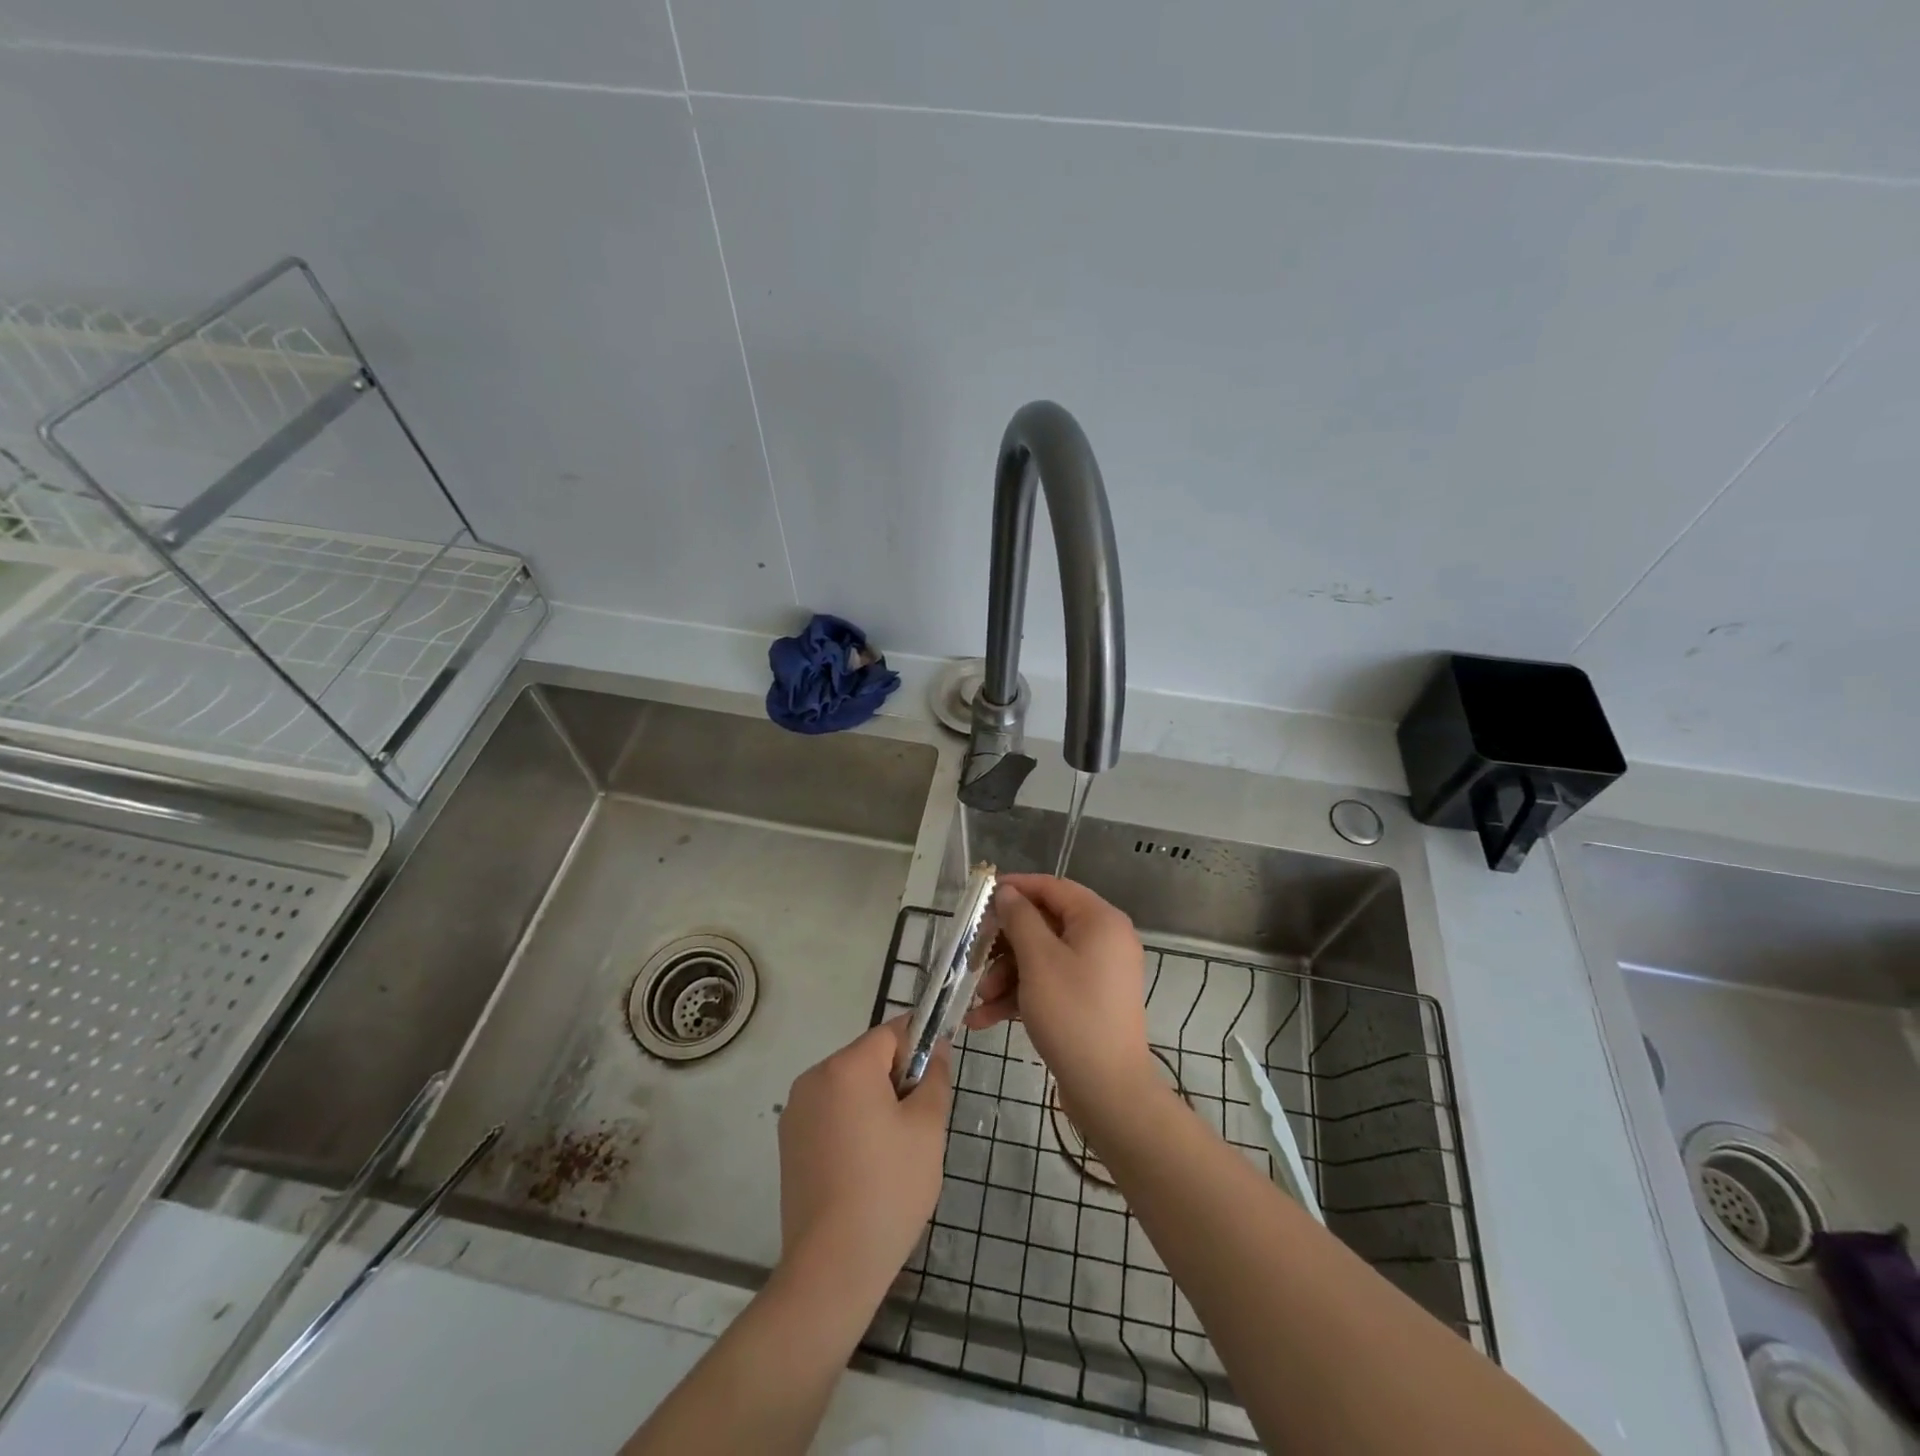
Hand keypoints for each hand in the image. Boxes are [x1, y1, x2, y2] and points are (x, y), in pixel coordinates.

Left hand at [776, 1018, 951, 1302]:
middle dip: (896, 1079)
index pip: (891, 1032)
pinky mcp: (789, 1142)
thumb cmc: (889, 1187)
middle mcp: (814, 1077)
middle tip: (918, 1126)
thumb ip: (935, 1077)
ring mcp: (796, 1111)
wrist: (832, 1266)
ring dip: (874, 1104)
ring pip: (849, 1087)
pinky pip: (830, 1114)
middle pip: (867, 1059)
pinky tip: (864, 1168)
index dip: (919, 1047)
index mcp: (847, 1066)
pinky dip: (851, 1125)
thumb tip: (935, 1049)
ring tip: (893, 1153)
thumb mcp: (928, 1127)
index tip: (936, 1079)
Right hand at [968, 874, 1153, 1107]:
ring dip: (1007, 975)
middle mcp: (1104, 940)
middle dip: (1005, 945)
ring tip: (981, 1000)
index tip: (982, 896)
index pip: (1053, 887)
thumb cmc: (1072, 1013)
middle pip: (1044, 925)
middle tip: (974, 956)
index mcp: (1100, 920)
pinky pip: (1050, 984)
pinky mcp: (1088, 1001)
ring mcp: (1097, 973)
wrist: (1108, 1090)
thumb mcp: (1038, 960)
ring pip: (1042, 958)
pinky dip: (1021, 996)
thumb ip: (1019, 919)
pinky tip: (985, 1019)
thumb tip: (1008, 892)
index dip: (1017, 888)